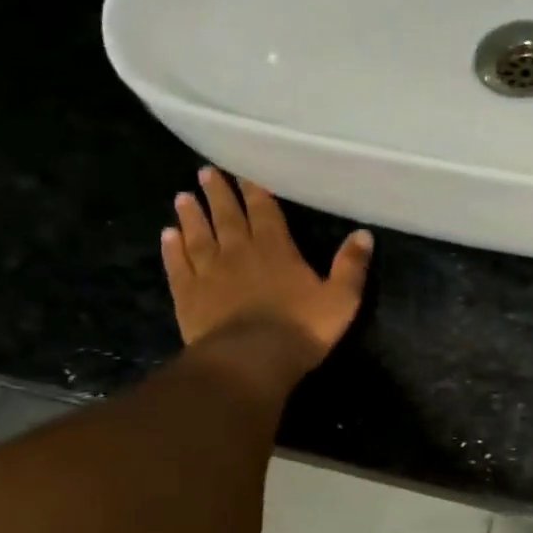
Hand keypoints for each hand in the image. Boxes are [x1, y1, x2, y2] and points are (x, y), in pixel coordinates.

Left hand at [160, 168, 372, 388]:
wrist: (251, 360)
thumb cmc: (301, 329)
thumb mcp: (341, 299)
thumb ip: (351, 266)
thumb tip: (364, 233)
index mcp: (276, 249)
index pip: (264, 211)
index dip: (255, 191)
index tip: (243, 173)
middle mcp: (238, 252)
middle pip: (227, 217)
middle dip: (218, 194)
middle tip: (205, 173)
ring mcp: (209, 273)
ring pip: (198, 236)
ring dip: (191, 216)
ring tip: (183, 197)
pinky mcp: (188, 295)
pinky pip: (178, 265)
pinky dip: (172, 249)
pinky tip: (167, 236)